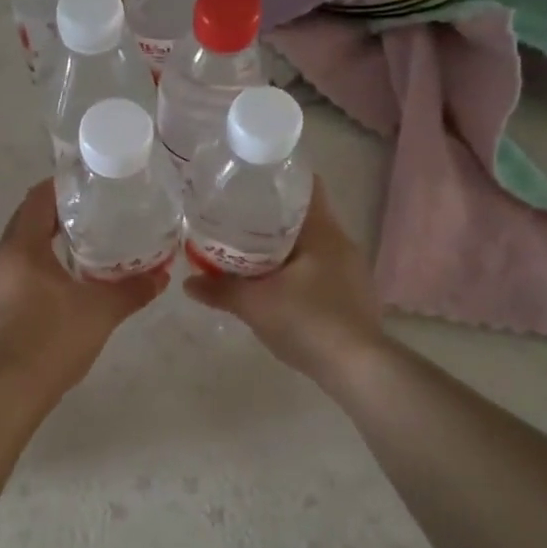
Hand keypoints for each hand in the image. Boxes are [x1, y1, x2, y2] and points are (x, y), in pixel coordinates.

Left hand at [0, 181, 168, 391]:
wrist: (8, 391)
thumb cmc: (52, 339)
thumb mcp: (101, 311)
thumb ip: (132, 289)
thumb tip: (162, 275)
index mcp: (20, 246)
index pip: (37, 198)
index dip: (62, 186)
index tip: (89, 185)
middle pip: (26, 221)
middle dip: (57, 215)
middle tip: (95, 214)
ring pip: (19, 250)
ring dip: (46, 244)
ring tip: (84, 246)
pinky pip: (16, 274)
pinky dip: (37, 268)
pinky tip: (63, 284)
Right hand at [184, 178, 384, 380]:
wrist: (358, 368)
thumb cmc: (308, 321)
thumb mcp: (255, 305)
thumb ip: (220, 291)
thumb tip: (188, 283)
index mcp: (323, 231)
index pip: (306, 185)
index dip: (278, 178)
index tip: (248, 181)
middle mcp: (341, 243)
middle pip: (304, 216)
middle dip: (271, 216)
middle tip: (235, 217)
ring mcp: (350, 270)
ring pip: (310, 245)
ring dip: (282, 246)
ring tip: (247, 250)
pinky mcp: (352, 295)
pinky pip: (318, 268)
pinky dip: (295, 269)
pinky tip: (274, 284)